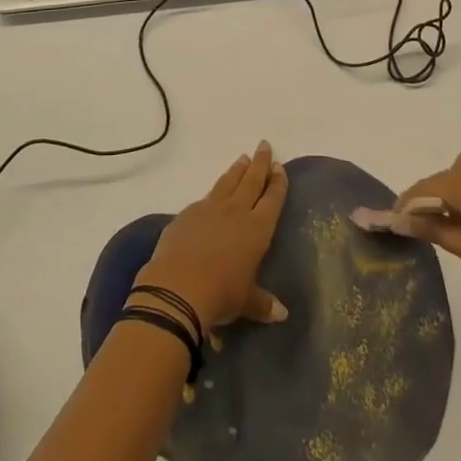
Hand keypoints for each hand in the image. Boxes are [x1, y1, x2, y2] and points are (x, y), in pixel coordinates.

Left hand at [134, 141, 289, 329]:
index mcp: (257, 229)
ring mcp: (210, 209)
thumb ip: (263, 303)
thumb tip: (282, 314)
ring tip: (243, 158)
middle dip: (260, 163)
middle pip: (251, 181)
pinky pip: (205, 198)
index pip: (272, 198)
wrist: (178, 288)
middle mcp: (236, 212)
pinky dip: (213, 192)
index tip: (280, 166)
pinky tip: (213, 194)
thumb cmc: (221, 294)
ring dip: (237, 170)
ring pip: (228, 182)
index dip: (278, 182)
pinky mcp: (187, 214)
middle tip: (264, 146)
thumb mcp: (246, 302)